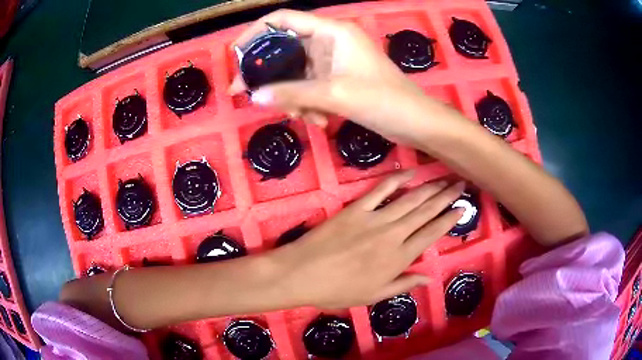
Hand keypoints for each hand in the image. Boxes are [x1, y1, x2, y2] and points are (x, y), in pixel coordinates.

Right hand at [230, 10, 459, 147]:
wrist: (415, 123)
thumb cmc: (383, 100)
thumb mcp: (334, 94)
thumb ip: (292, 93)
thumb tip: (253, 97)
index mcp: (331, 32)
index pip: (283, 20)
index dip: (255, 33)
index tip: (235, 56)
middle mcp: (329, 41)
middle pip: (284, 50)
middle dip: (271, 76)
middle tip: (252, 97)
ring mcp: (332, 62)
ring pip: (295, 74)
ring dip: (293, 97)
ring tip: (303, 117)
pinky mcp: (337, 80)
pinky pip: (309, 88)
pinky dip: (308, 104)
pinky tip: (320, 121)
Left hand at [269, 170, 464, 308]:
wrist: (302, 274)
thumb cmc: (337, 291)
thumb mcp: (373, 296)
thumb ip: (403, 284)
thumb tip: (429, 277)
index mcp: (398, 259)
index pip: (432, 234)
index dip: (449, 219)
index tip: (463, 207)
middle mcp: (393, 235)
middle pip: (426, 211)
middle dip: (446, 197)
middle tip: (460, 184)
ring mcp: (374, 219)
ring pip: (410, 199)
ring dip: (430, 187)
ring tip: (446, 178)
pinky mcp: (356, 208)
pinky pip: (381, 190)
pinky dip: (397, 179)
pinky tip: (411, 172)